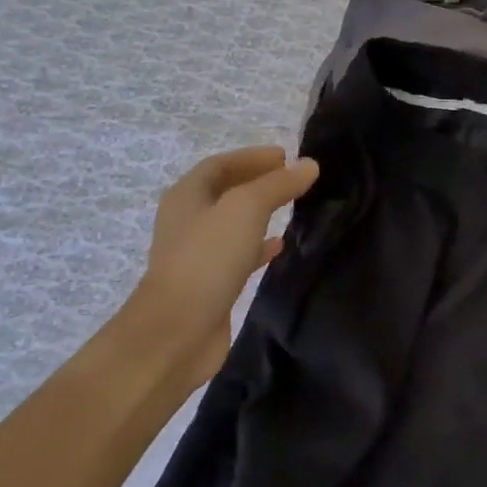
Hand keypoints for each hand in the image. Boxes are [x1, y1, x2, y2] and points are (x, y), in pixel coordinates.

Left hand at [128, 147, 318, 382]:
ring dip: (260, 213)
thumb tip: (308, 165)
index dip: (252, 157)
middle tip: (293, 180)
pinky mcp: (210, 283)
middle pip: (224, 192)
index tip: (287, 156)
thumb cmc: (207, 259)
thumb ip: (277, 185)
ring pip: (233, 224)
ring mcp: (197, 254)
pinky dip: (259, 245)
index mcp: (187, 196)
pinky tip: (280, 247)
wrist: (178, 331)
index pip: (220, 165)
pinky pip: (238, 254)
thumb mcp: (246, 209)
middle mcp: (188, 221)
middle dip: (257, 182)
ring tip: (293, 208)